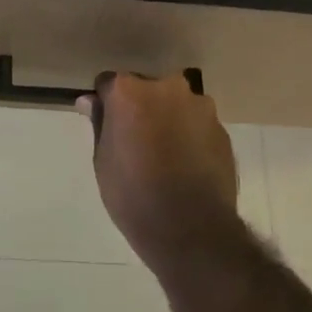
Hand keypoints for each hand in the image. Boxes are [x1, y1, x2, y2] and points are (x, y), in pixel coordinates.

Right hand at [78, 72, 242, 275]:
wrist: (191, 227)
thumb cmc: (134, 194)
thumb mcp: (103, 161)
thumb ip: (99, 123)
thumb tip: (90, 101)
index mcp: (130, 91)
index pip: (110, 83)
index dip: (106, 104)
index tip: (107, 125)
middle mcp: (167, 87)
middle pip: (147, 89)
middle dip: (141, 107)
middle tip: (137, 141)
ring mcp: (200, 105)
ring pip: (176, 104)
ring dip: (169, 119)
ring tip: (166, 156)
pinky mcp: (222, 128)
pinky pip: (198, 124)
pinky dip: (190, 136)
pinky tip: (187, 165)